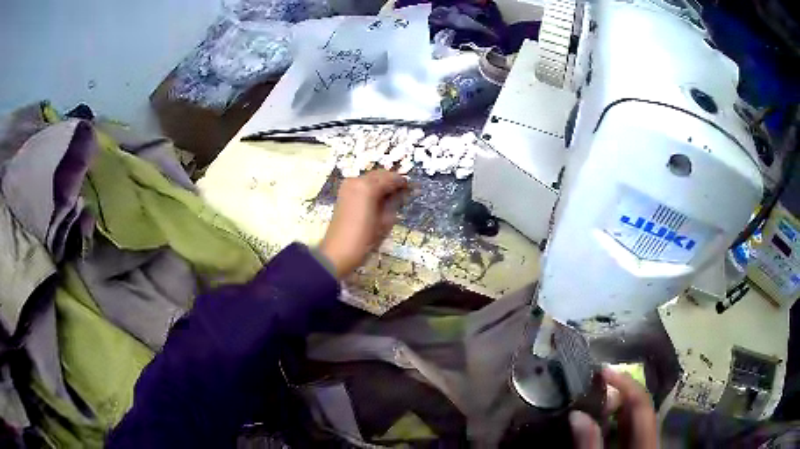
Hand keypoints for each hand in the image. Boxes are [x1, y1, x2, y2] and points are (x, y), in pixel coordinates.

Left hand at [319, 170, 408, 277]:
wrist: (338, 252)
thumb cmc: (365, 239)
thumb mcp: (385, 221)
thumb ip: (395, 202)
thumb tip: (404, 192)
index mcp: (368, 187)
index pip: (391, 178)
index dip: (403, 182)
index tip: (413, 188)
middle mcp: (357, 180)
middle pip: (380, 174)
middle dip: (392, 181)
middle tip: (404, 192)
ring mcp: (348, 185)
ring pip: (371, 178)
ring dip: (382, 183)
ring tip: (392, 197)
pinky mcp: (343, 192)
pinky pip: (362, 184)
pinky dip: (372, 187)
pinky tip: (379, 199)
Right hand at [569, 366, 657, 448]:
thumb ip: (589, 445)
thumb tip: (577, 414)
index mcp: (646, 439)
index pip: (640, 403)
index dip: (624, 383)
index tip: (603, 371)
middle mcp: (650, 435)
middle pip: (640, 407)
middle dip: (618, 392)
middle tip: (593, 385)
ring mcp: (646, 440)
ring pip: (635, 416)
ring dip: (617, 404)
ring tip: (595, 397)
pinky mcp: (639, 445)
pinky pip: (630, 427)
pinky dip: (616, 418)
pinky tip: (602, 419)